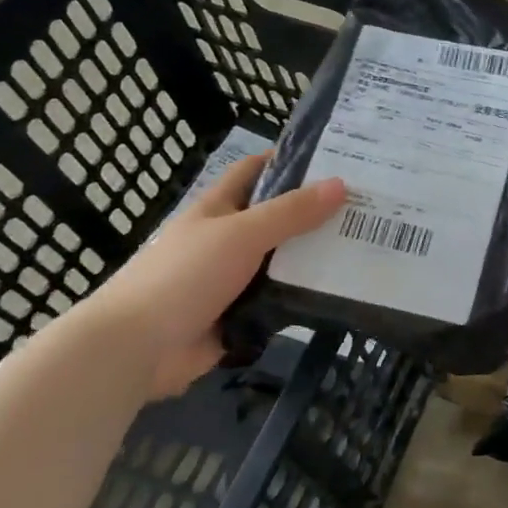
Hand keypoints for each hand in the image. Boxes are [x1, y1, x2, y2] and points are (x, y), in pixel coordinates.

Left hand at [81, 155, 345, 398]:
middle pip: (280, 217)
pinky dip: (308, 295)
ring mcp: (235, 278)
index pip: (257, 171)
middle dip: (319, 212)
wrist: (137, 348)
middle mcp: (229, 238)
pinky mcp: (243, 313)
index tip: (338, 159)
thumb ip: (292, 212)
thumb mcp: (242, 234)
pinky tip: (346, 290)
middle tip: (370, 207)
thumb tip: (342, 185)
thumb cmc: (185, 275)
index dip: (291, 160)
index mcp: (219, 208)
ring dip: (318, 256)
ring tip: (369, 247)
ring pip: (285, 260)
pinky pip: (283, 298)